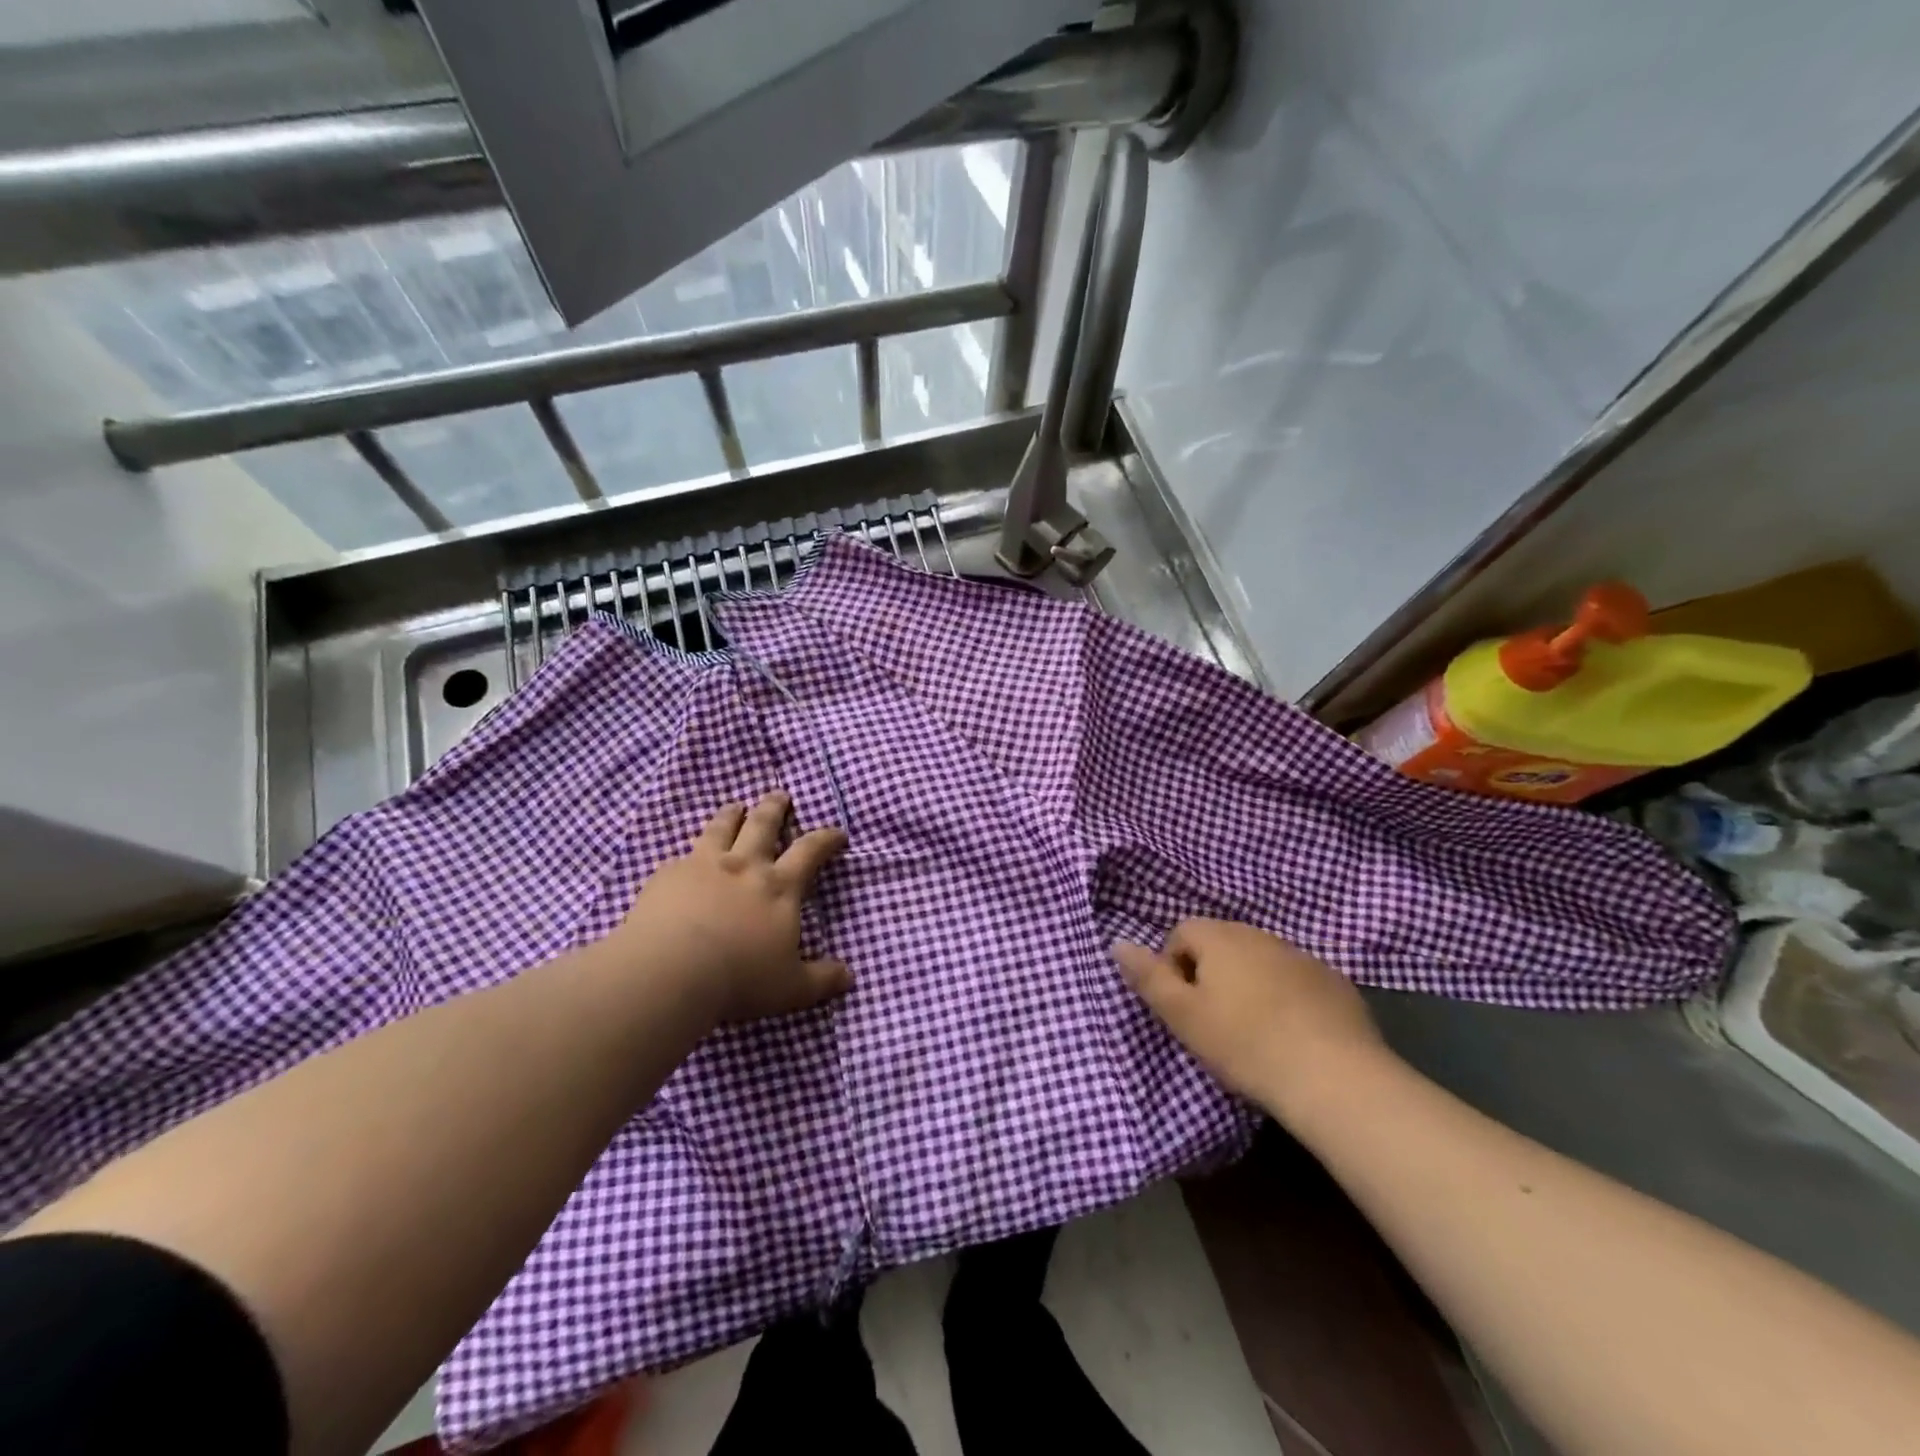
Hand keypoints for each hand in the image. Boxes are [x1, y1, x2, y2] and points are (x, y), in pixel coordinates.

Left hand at [609, 792, 850, 1025]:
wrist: (670, 970)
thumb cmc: (739, 978)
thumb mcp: (790, 988)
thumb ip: (821, 981)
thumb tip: (849, 978)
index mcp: (779, 887)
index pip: (810, 851)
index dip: (826, 838)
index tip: (837, 832)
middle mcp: (744, 866)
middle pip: (762, 825)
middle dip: (774, 808)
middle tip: (779, 795)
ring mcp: (703, 865)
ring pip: (721, 828)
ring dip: (731, 814)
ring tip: (734, 806)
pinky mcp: (668, 875)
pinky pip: (682, 855)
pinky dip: (690, 853)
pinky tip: (685, 858)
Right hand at [1112, 919, 1392, 1118]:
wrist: (1335, 1077)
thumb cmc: (1245, 1044)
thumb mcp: (1183, 1016)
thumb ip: (1148, 977)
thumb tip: (1117, 942)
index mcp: (1220, 937)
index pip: (1181, 933)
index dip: (1174, 969)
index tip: (1183, 1008)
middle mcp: (1260, 934)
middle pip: (1221, 943)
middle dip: (1211, 975)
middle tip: (1213, 1022)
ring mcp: (1302, 956)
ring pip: (1259, 961)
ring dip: (1249, 984)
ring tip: (1253, 1031)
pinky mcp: (1335, 982)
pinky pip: (1295, 980)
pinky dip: (1286, 998)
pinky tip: (1291, 1035)